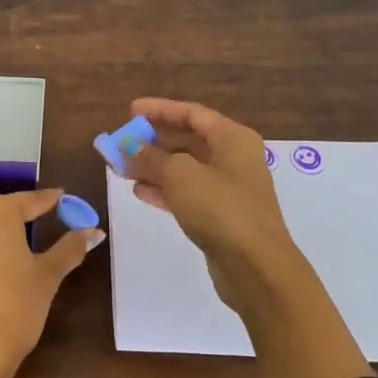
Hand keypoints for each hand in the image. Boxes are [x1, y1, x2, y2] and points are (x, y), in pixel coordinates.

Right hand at [123, 98, 296, 284]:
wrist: (255, 267)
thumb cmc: (220, 208)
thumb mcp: (180, 175)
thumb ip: (151, 157)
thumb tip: (129, 146)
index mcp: (232, 139)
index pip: (192, 114)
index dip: (160, 110)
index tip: (130, 111)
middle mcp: (234, 159)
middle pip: (188, 140)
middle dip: (153, 141)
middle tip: (122, 142)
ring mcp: (228, 189)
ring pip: (185, 169)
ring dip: (154, 166)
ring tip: (122, 167)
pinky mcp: (220, 216)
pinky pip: (187, 194)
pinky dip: (164, 190)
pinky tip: (139, 191)